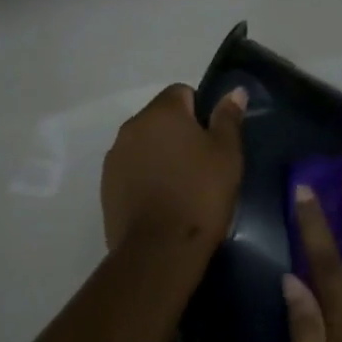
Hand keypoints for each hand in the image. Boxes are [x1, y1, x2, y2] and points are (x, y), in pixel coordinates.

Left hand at [101, 84, 246, 254]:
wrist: (158, 250)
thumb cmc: (200, 195)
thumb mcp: (226, 155)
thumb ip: (228, 119)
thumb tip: (234, 92)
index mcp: (162, 112)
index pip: (181, 92)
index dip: (200, 112)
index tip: (213, 140)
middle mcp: (132, 126)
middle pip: (160, 118)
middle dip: (178, 133)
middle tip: (201, 164)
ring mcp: (115, 156)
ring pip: (144, 144)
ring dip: (160, 154)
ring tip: (181, 186)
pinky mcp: (106, 185)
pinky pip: (131, 169)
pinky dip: (145, 176)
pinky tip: (161, 201)